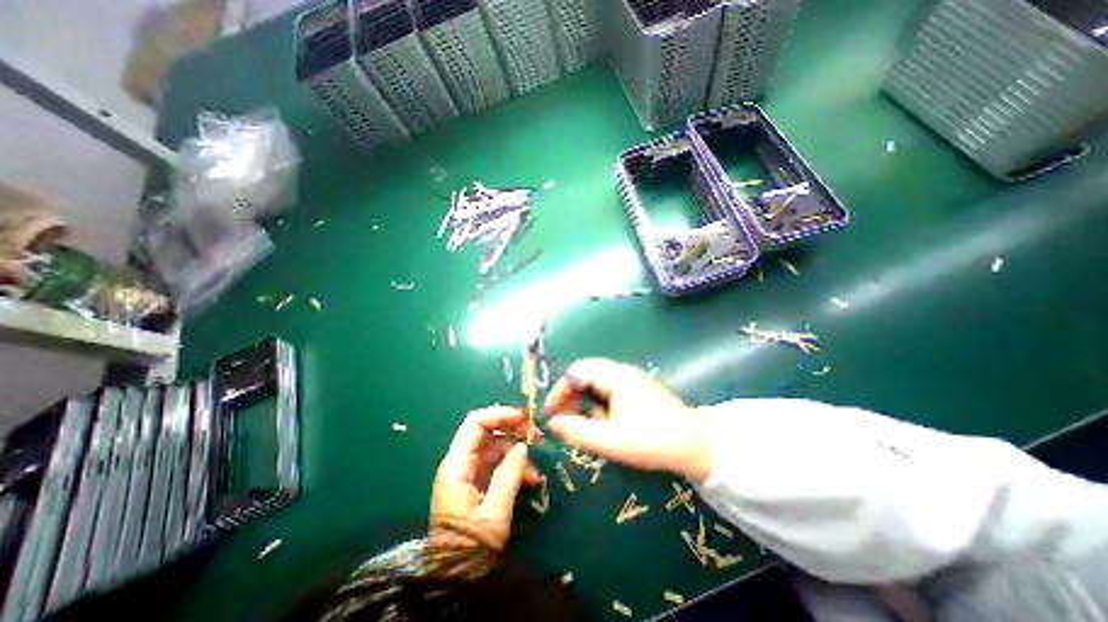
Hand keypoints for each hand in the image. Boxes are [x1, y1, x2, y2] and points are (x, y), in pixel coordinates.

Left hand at [427, 408, 541, 549]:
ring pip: (496, 448)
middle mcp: (460, 463)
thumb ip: (509, 474)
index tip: (525, 418)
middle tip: (537, 436)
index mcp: (456, 466)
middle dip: (514, 431)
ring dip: (518, 454)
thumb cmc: (470, 549)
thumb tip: (523, 445)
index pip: (476, 423)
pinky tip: (529, 480)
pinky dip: (514, 467)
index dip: (501, 414)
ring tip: (535, 474)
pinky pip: (497, 464)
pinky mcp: (476, 482)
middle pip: (488, 432)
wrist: (454, 581)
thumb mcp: (495, 512)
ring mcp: (468, 472)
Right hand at [544, 358, 707, 484]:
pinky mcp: (638, 390)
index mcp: (614, 376)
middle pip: (585, 373)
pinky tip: (606, 424)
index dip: (558, 392)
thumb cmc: (651, 440)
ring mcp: (631, 379)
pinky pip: (609, 390)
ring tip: (587, 426)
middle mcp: (621, 371)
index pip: (575, 373)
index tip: (549, 414)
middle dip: (570, 395)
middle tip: (564, 418)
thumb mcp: (609, 440)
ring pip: (596, 383)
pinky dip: (599, 404)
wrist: (696, 446)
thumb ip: (575, 431)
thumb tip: (551, 422)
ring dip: (585, 401)